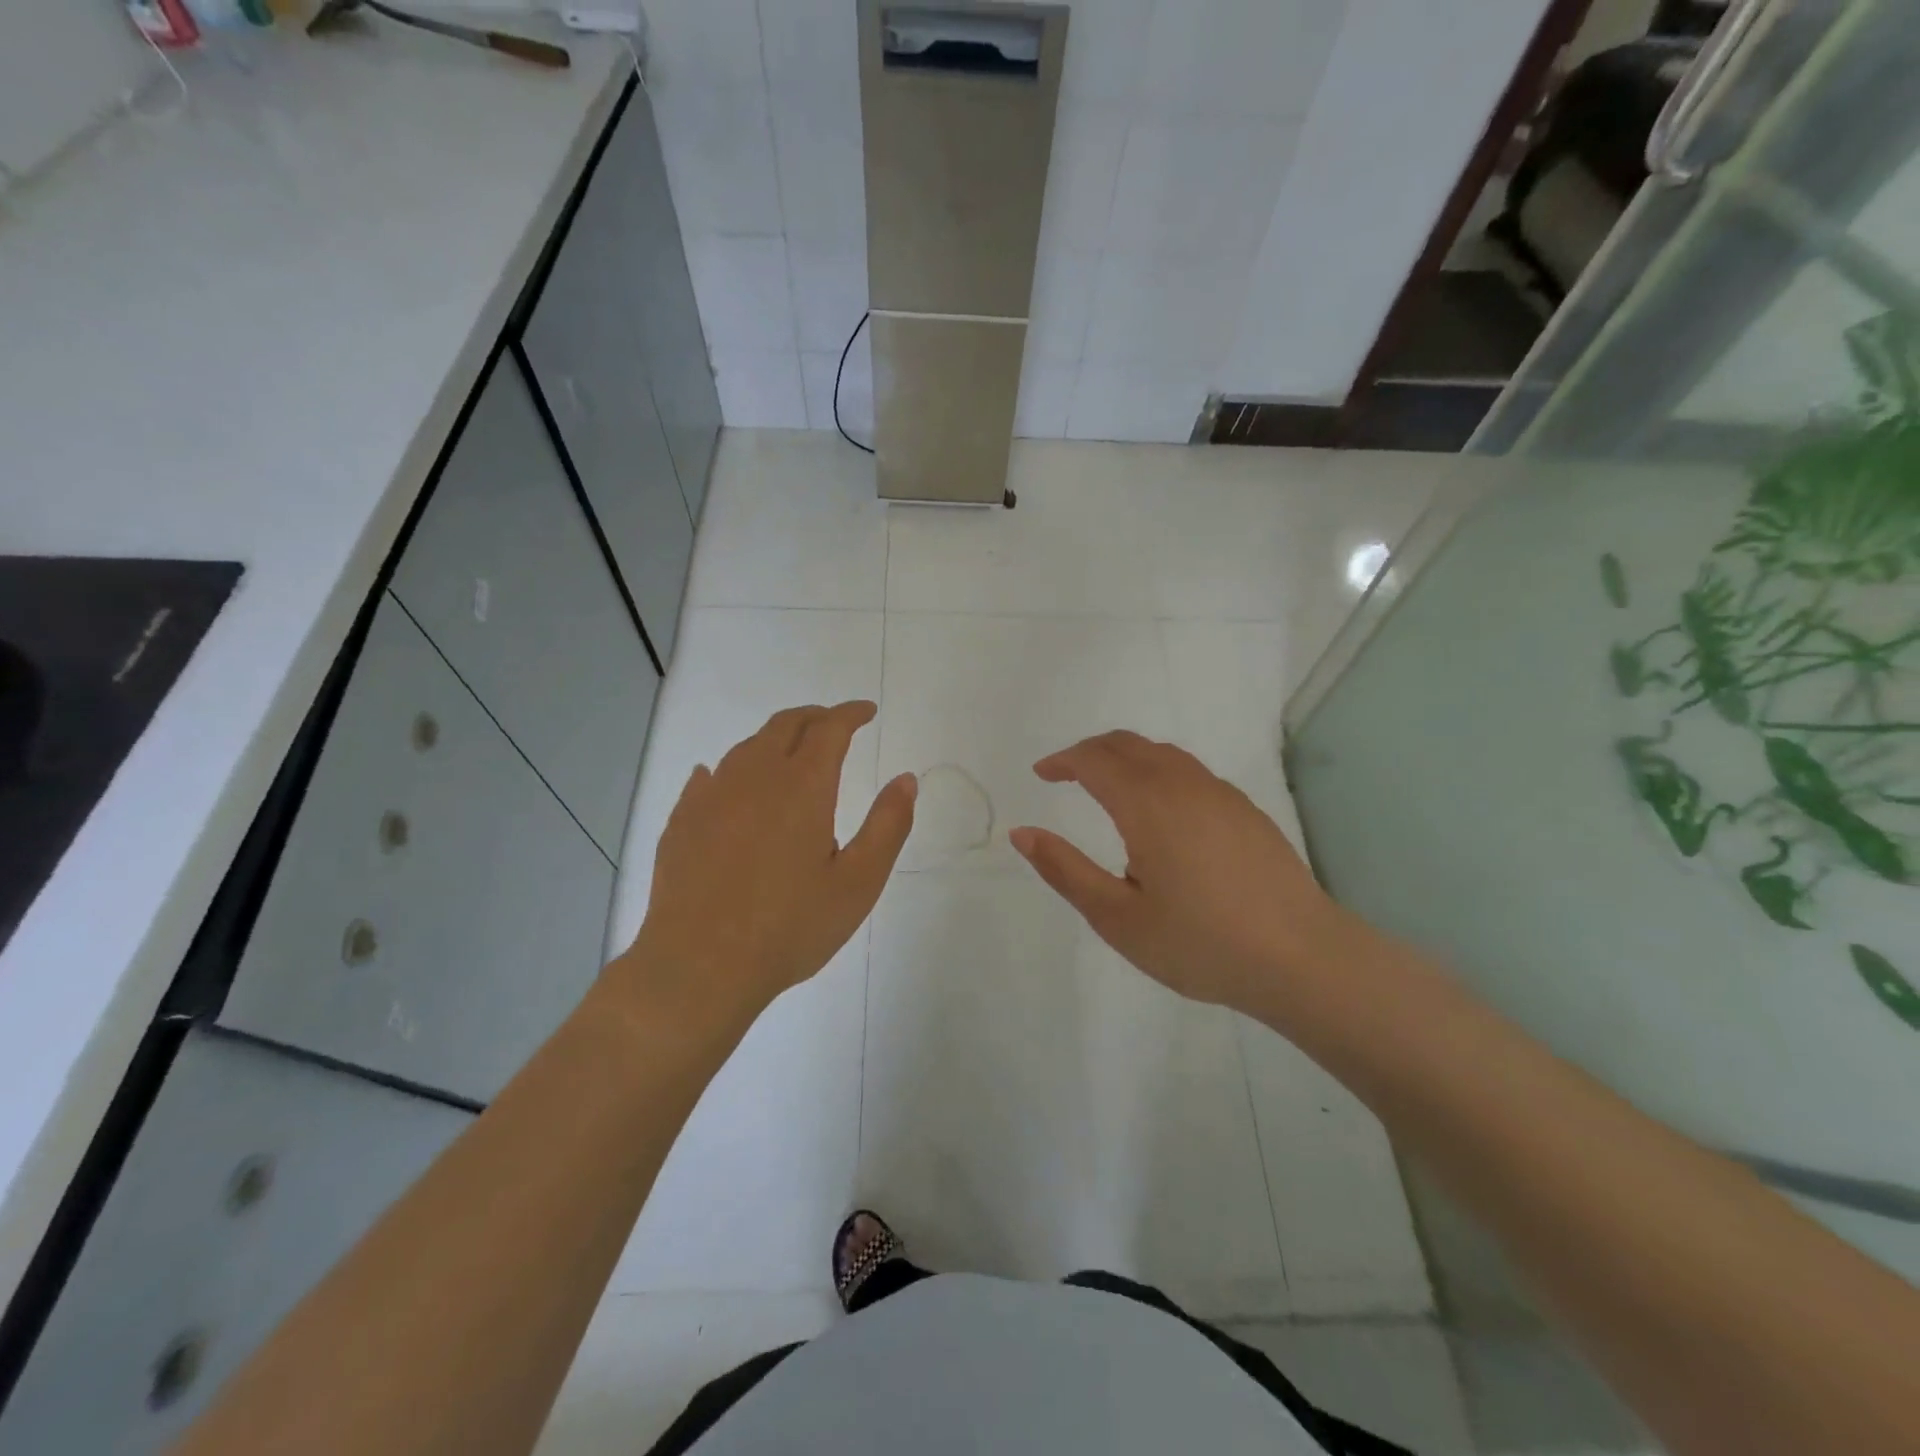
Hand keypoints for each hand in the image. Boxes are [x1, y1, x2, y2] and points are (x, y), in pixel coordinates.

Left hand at [616, 702, 916, 1035]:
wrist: (699, 966)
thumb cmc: (789, 927)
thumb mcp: (858, 883)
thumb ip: (888, 825)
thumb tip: (906, 779)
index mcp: (802, 786)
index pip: (830, 728)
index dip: (851, 714)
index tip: (867, 711)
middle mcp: (754, 777)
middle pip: (785, 725)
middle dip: (815, 717)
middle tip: (835, 723)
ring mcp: (711, 796)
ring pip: (747, 747)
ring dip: (775, 740)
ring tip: (791, 753)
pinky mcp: (682, 820)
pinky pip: (709, 777)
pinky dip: (732, 769)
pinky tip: (728, 782)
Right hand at [1009, 731, 1355, 1015]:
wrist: (1303, 959)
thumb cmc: (1201, 944)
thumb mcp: (1118, 918)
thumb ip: (1065, 870)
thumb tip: (1022, 834)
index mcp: (1148, 804)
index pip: (1094, 759)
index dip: (1063, 760)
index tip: (1041, 774)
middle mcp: (1184, 785)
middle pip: (1128, 744)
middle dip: (1090, 751)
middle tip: (1066, 774)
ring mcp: (1221, 794)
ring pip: (1163, 754)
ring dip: (1126, 757)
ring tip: (1106, 786)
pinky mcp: (1246, 810)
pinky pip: (1189, 771)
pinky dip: (1157, 771)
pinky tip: (1159, 811)